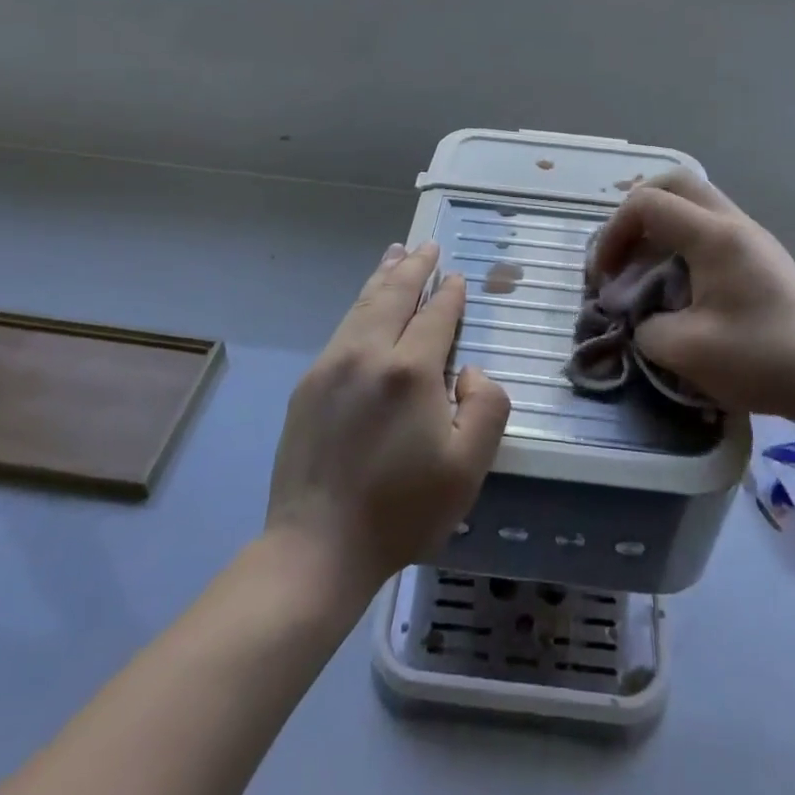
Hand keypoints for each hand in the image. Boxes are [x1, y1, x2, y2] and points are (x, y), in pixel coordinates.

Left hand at [265, 242, 510, 596]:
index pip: (436, 315)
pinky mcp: (308, 385)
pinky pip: (342, 329)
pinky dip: (360, 305)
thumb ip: (486, 405)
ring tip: (396, 254)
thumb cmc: (402, 510)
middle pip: (394, 295)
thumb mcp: (468, 466)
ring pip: (362, 306)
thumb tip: (466, 370)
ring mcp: (331, 366)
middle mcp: (367, 354)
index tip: (457, 278)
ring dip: (383, 277)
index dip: (450, 294)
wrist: (317, 548)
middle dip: (414, 268)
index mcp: (410, 370)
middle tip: (427, 246)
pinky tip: (366, 305)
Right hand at [592, 172, 794, 424]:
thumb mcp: (685, 351)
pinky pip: (711, 228)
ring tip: (644, 273)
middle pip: (674, 184)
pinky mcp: (762, 257)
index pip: (647, 203)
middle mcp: (734, 223)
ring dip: (660, 228)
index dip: (613, 233)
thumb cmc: (761, 360)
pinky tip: (678, 285)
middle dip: (635, 213)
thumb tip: (639, 317)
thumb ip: (644, 327)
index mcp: (715, 236)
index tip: (604, 277)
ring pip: (694, 204)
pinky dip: (682, 243)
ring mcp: (752, 237)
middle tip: (622, 254)